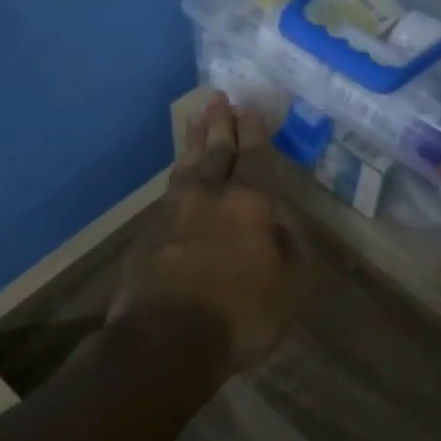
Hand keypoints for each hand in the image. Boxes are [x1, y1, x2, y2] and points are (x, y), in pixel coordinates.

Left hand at [111, 93, 309, 377]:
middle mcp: (210, 197)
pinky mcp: (149, 235)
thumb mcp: (290, 288)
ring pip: (186, 167)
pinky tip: (179, 176)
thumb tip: (280, 224)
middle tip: (217, 98)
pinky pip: (169, 192)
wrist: (165, 342)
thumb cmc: (241, 315)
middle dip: (218, 124)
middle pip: (215, 152)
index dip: (252, 133)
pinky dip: (178, 176)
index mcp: (250, 204)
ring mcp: (174, 213)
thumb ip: (290, 249)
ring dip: (193, 142)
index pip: (253, 158)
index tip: (247, 109)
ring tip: (195, 120)